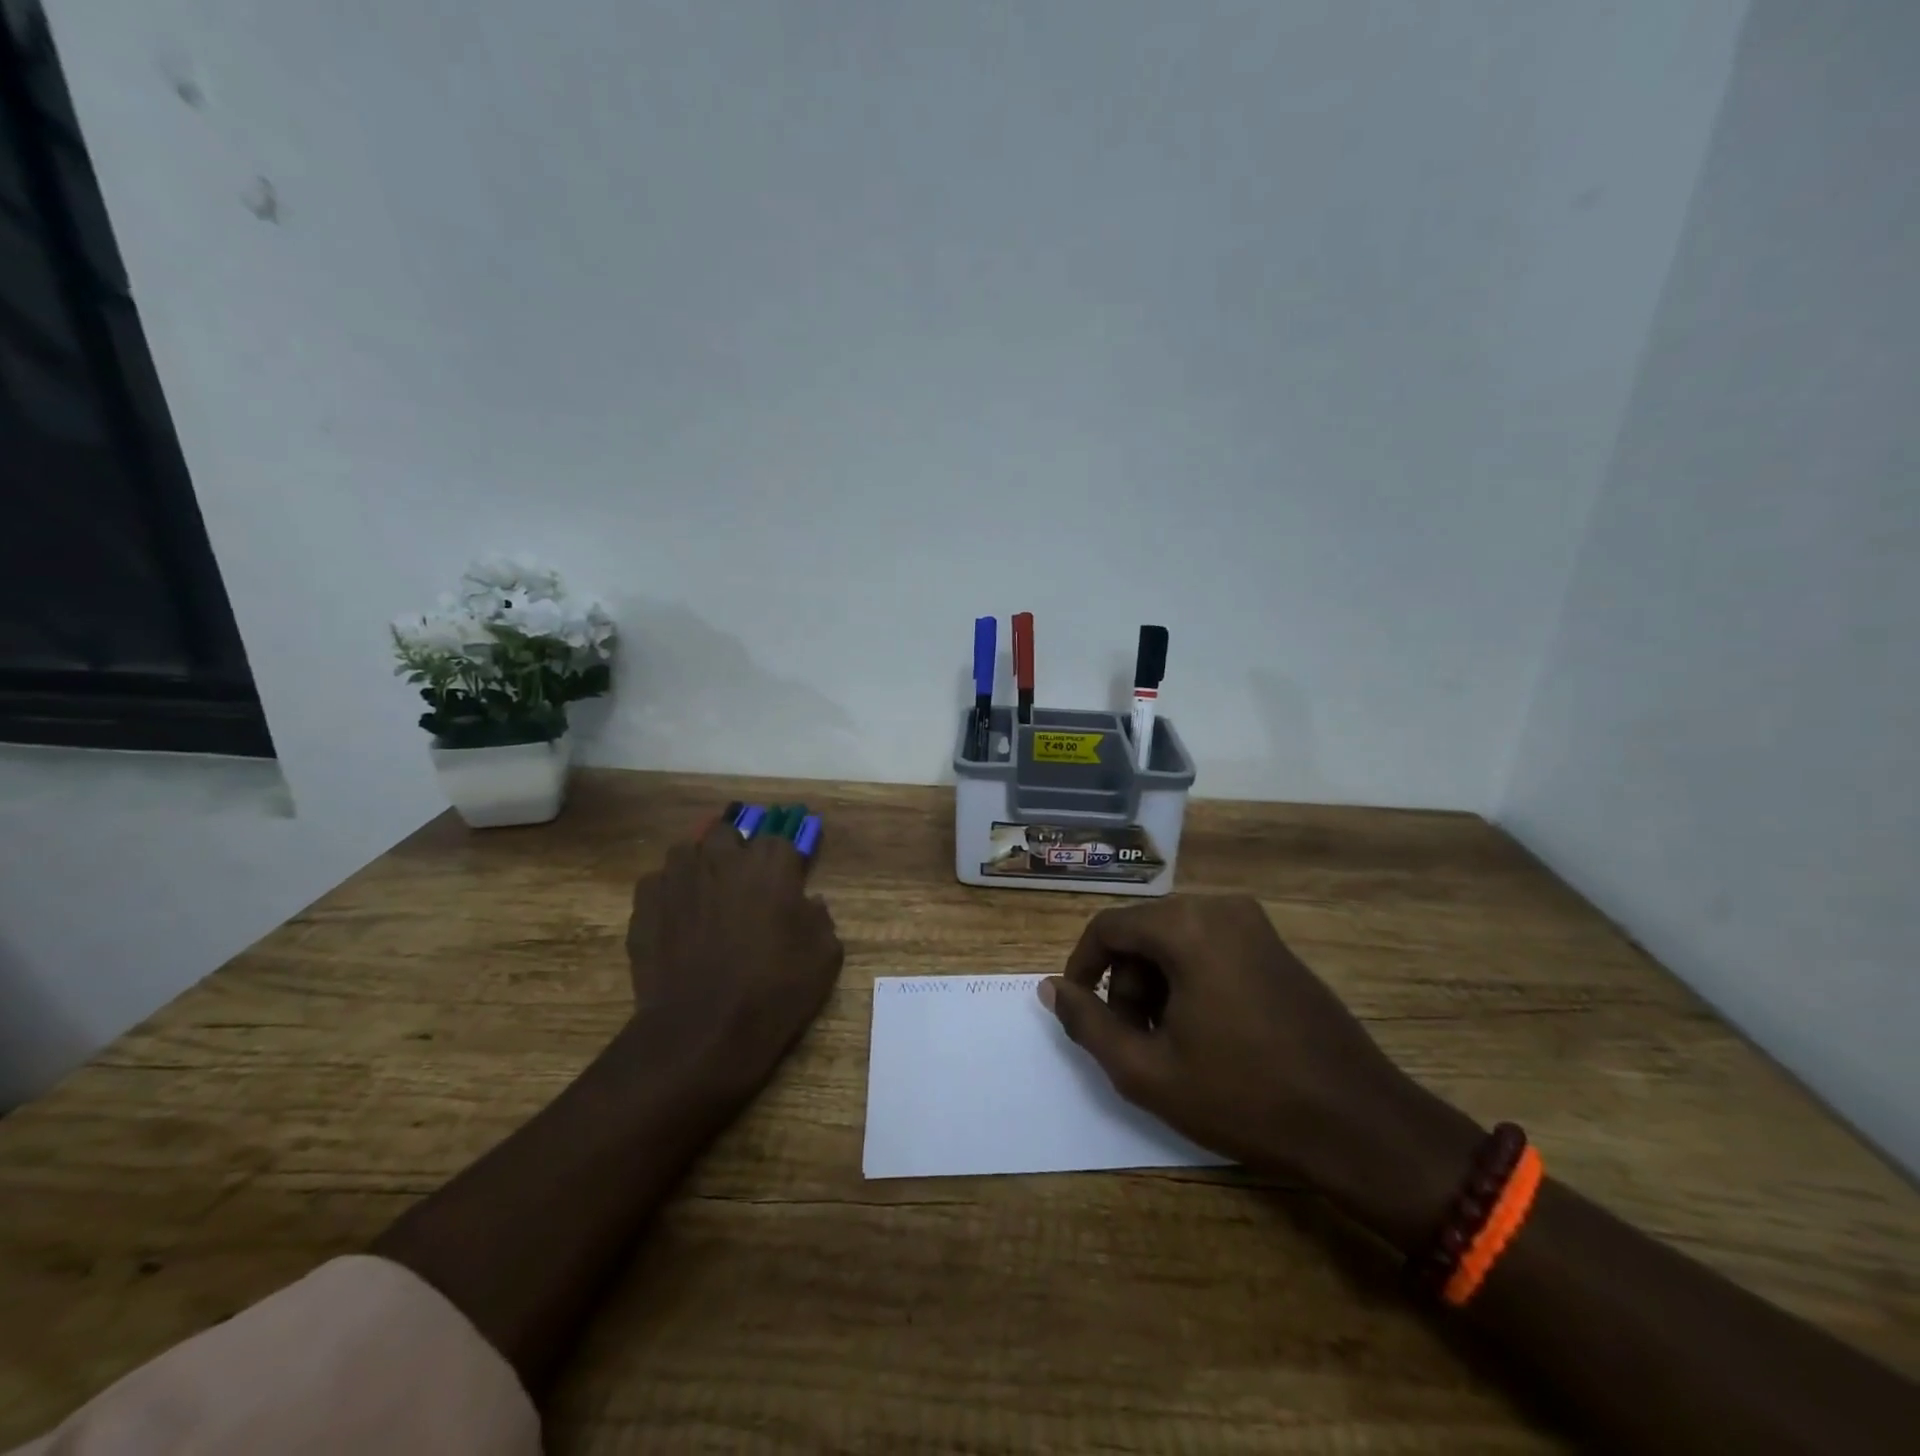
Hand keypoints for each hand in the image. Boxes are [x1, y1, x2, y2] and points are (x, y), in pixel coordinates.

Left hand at [625, 821, 843, 1091]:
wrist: (703, 1030)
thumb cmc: (774, 990)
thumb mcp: (825, 955)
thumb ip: (820, 917)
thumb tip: (809, 903)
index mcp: (771, 863)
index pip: (780, 839)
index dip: (784, 861)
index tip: (788, 879)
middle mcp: (723, 857)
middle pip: (729, 833)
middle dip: (737, 850)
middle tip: (745, 884)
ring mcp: (679, 877)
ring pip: (688, 849)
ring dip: (700, 863)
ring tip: (706, 893)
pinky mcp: (646, 903)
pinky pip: (658, 881)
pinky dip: (668, 892)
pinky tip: (676, 917)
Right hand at [1041, 895, 1477, 1242]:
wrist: (1359, 1124)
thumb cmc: (1245, 1097)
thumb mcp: (1147, 1070)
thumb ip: (1088, 1024)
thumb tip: (1052, 989)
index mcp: (1187, 926)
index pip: (1107, 928)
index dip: (1082, 969)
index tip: (1080, 1013)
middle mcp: (1219, 907)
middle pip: (1142, 933)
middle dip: (1125, 984)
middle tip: (1134, 1041)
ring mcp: (1253, 923)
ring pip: (1174, 940)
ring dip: (1156, 985)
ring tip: (1169, 1044)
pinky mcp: (1275, 945)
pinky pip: (1209, 947)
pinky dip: (1190, 980)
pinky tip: (1205, 1032)